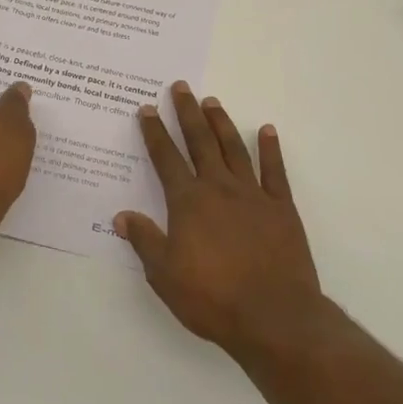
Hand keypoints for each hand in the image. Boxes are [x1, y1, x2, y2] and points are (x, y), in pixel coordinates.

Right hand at [116, 83, 323, 360]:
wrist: (274, 317)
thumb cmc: (213, 298)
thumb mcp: (165, 275)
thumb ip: (144, 241)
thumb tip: (120, 216)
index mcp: (188, 202)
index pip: (166, 158)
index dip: (155, 132)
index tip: (147, 109)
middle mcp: (218, 188)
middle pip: (200, 141)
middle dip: (187, 113)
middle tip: (180, 87)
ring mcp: (253, 195)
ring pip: (233, 148)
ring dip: (221, 123)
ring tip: (212, 101)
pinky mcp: (281, 208)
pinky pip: (275, 171)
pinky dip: (270, 149)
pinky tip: (266, 130)